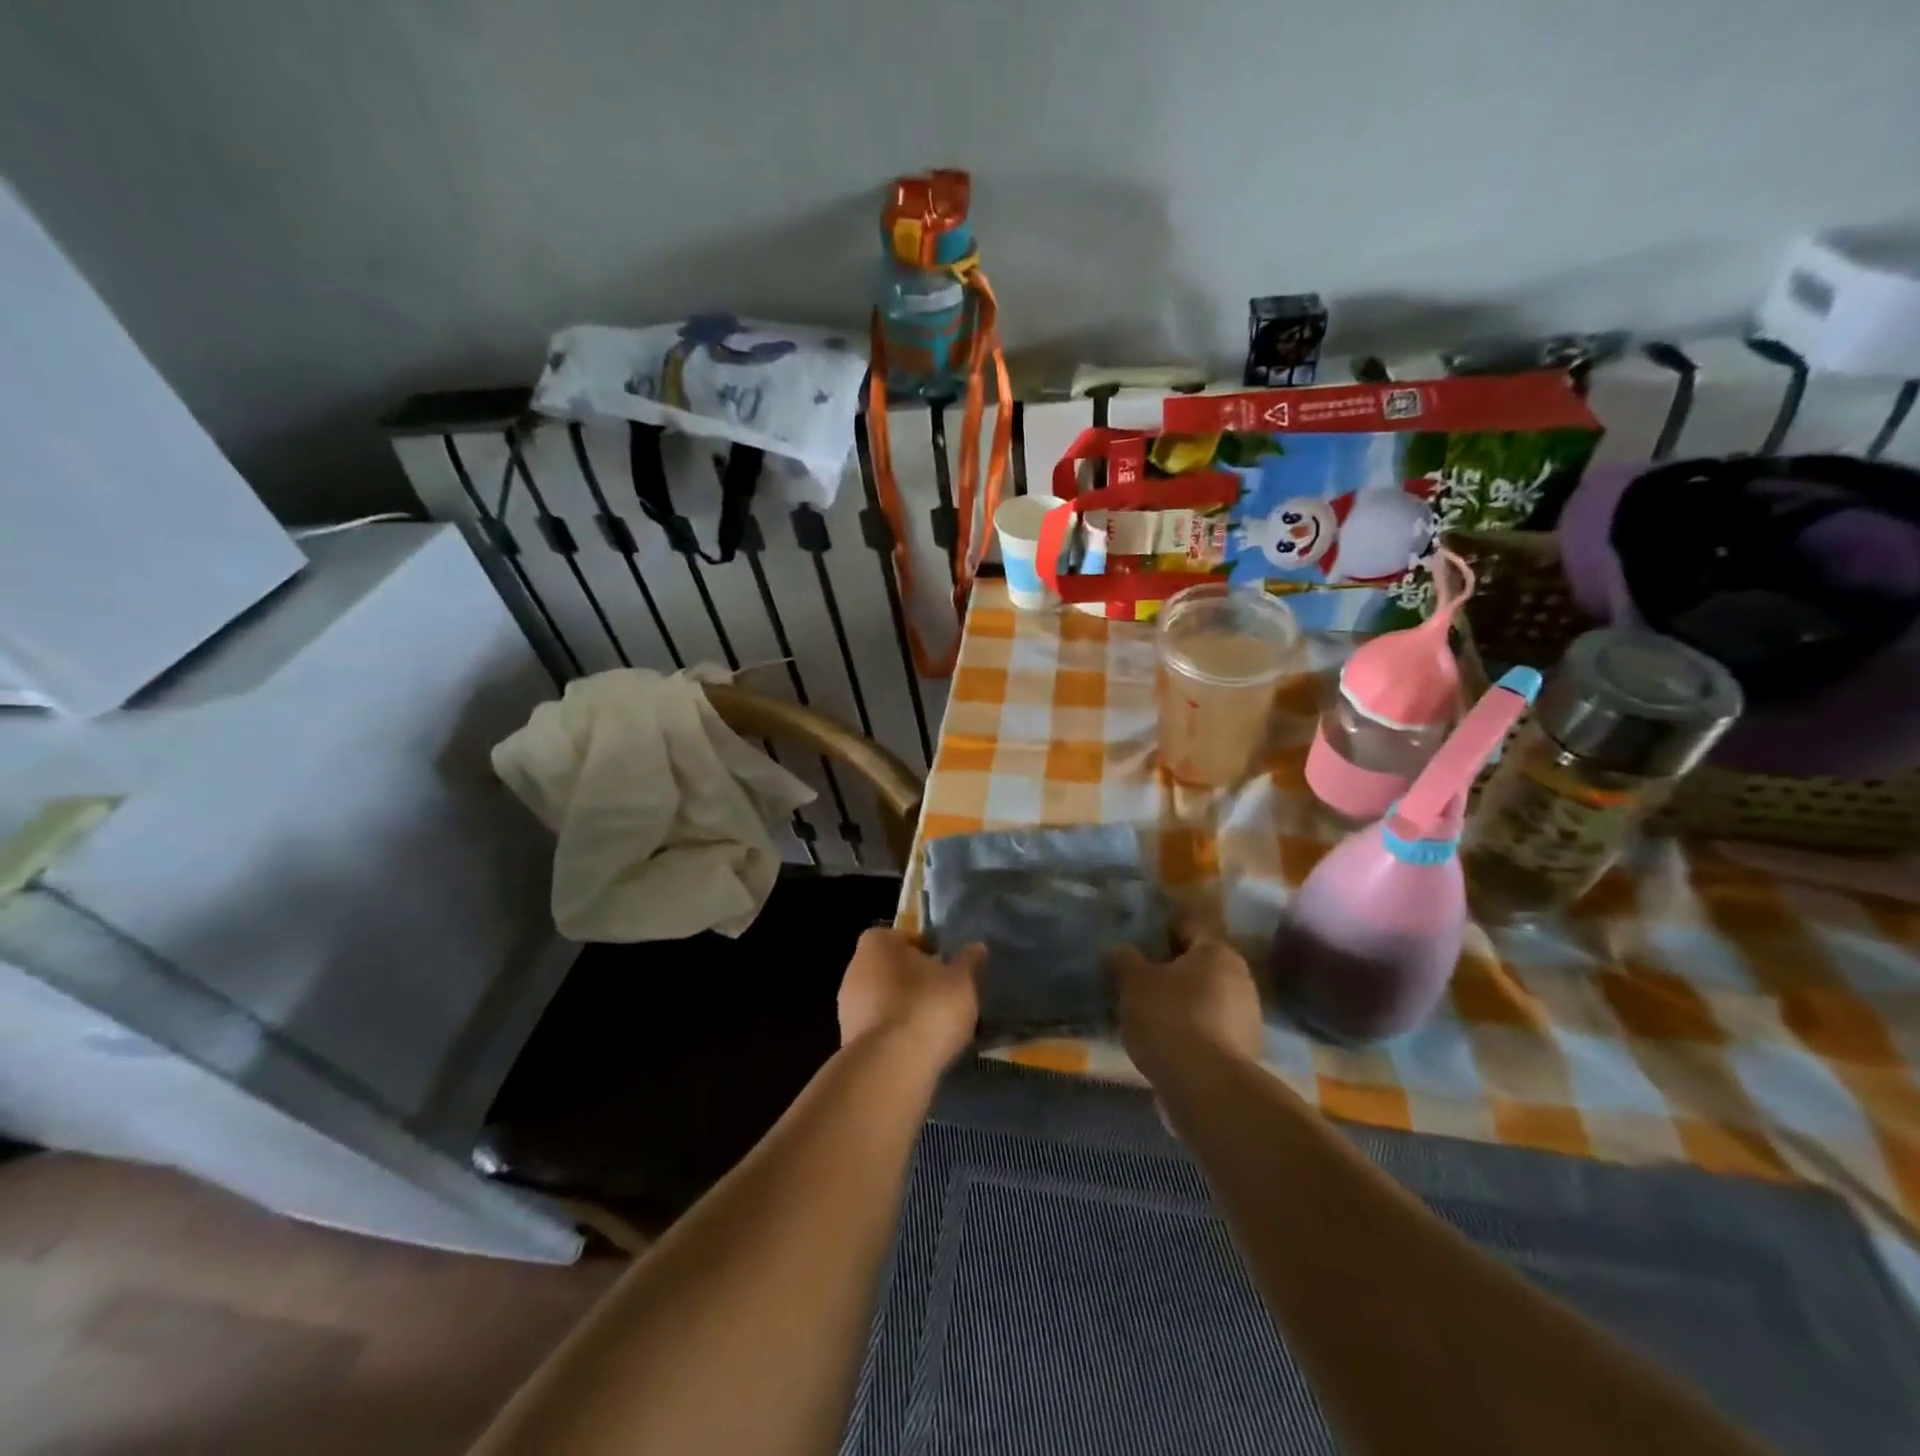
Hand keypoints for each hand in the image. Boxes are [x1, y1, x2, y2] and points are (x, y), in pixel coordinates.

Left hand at [838, 928, 983, 1066]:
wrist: (890, 1067)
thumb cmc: (927, 1007)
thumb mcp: (961, 981)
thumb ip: (968, 962)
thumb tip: (976, 947)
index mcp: (877, 943)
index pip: (902, 937)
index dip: (924, 949)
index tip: (944, 966)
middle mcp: (855, 968)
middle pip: (890, 969)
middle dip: (913, 981)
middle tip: (942, 995)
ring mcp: (847, 1007)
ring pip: (882, 1001)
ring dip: (903, 1010)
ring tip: (933, 1027)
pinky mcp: (848, 1042)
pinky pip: (877, 1030)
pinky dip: (894, 1036)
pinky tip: (917, 1050)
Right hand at [1107, 931, 1264, 1079]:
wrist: (1205, 1087)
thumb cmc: (1170, 1018)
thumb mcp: (1134, 982)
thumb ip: (1123, 960)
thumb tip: (1115, 950)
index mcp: (1218, 952)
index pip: (1187, 930)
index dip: (1160, 935)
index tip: (1137, 949)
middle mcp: (1241, 980)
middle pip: (1198, 967)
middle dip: (1171, 974)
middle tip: (1139, 984)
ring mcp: (1248, 1019)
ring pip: (1206, 1001)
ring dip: (1182, 1006)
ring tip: (1149, 1019)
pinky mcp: (1245, 1055)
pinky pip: (1210, 1033)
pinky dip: (1191, 1035)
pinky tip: (1166, 1046)